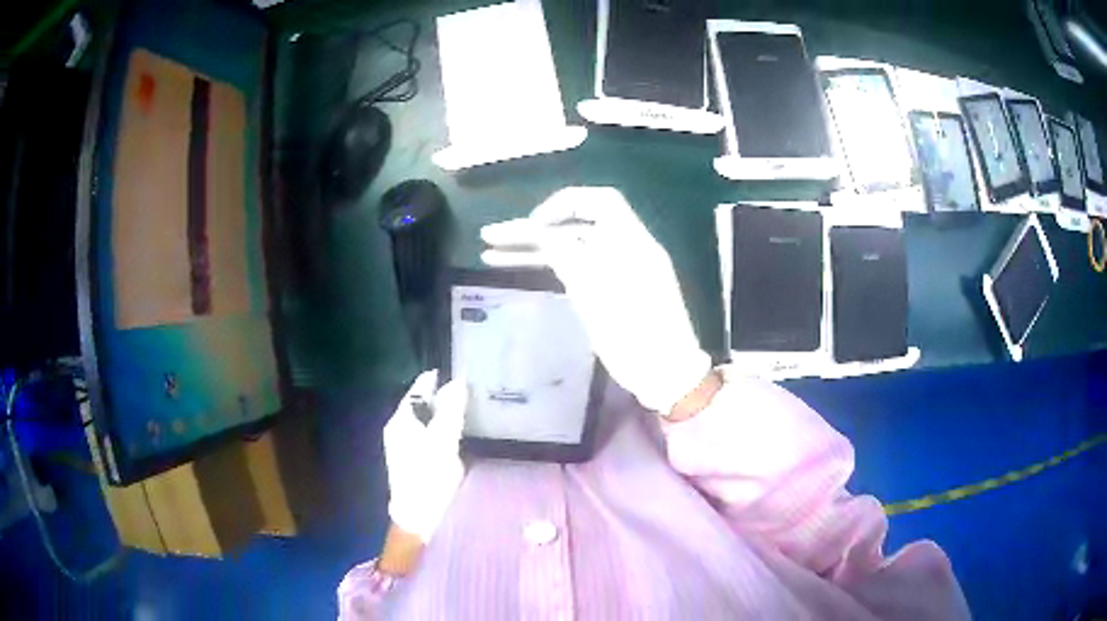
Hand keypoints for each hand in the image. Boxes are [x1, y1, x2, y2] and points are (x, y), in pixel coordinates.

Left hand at [384, 370, 466, 542]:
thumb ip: (450, 411)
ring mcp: (401, 443)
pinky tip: (455, 437)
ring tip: (468, 413)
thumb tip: (457, 381)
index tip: (464, 376)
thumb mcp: (444, 442)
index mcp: (401, 419)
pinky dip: (440, 430)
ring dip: (443, 415)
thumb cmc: (429, 478)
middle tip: (471, 395)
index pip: (420, 387)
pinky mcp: (409, 457)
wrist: (416, 517)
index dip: (440, 379)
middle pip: (422, 402)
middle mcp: (397, 427)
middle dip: (444, 397)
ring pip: (424, 418)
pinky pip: (425, 433)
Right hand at [480, 187, 710, 414]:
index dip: (562, 205)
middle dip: (532, 230)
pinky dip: (551, 267)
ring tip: (490, 254)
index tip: (533, 225)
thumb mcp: (598, 298)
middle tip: (489, 237)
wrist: (667, 375)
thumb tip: (543, 234)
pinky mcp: (611, 290)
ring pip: (571, 249)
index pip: (598, 201)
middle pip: (574, 227)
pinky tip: (521, 267)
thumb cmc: (637, 337)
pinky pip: (578, 268)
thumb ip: (569, 259)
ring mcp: (617, 270)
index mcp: (632, 242)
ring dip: (534, 250)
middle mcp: (625, 249)